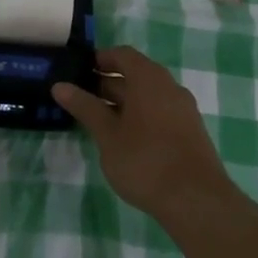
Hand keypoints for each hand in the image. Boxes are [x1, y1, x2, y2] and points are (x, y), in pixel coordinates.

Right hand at [53, 46, 235, 224]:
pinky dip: (140, 116)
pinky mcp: (190, 132)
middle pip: (135, 74)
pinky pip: (160, 112)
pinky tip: (125, 139)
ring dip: (123, 102)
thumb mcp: (107, 134)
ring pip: (148, 95)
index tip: (79, 71)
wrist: (198, 202)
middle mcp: (169, 87)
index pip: (122, 54)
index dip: (100, 59)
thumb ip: (85, 107)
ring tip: (99, 120)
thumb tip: (60, 86)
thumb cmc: (145, 161)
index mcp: (149, 79)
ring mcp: (183, 110)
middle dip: (108, 83)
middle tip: (81, 98)